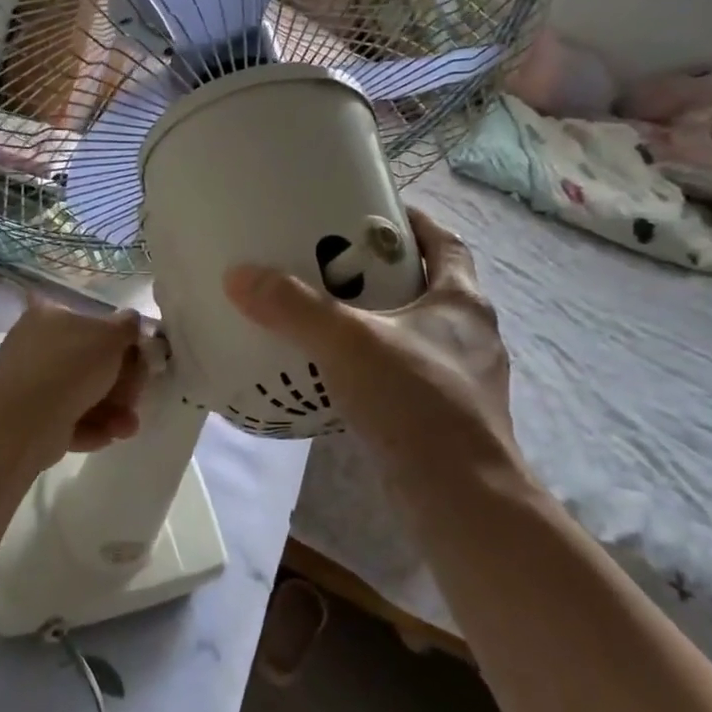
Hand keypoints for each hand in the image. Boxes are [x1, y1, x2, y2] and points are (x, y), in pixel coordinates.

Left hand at [0, 298, 147, 458]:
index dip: (117, 341)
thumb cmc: (71, 364)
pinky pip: (69, 419)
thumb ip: (127, 326)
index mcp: (48, 316)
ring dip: (112, 410)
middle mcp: (35, 346)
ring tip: (128, 426)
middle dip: (120, 383)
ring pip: (82, 394)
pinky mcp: (31, 419)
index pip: (88, 322)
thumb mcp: (111, 335)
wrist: (28, 419)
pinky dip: (92, 427)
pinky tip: (110, 435)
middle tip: (136, 395)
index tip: (139, 358)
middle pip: (89, 362)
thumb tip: (131, 320)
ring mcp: (31, 384)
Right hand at [223, 209, 517, 464]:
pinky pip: (409, 375)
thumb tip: (240, 275)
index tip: (376, 213)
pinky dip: (379, 367)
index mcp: (461, 301)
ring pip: (419, 334)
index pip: (445, 242)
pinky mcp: (447, 417)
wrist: (461, 498)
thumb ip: (294, 308)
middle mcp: (471, 335)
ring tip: (332, 319)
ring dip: (383, 322)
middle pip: (431, 286)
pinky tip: (343, 376)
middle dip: (388, 272)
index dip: (415, 223)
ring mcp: (464, 380)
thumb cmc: (416, 402)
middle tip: (335, 265)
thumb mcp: (348, 343)